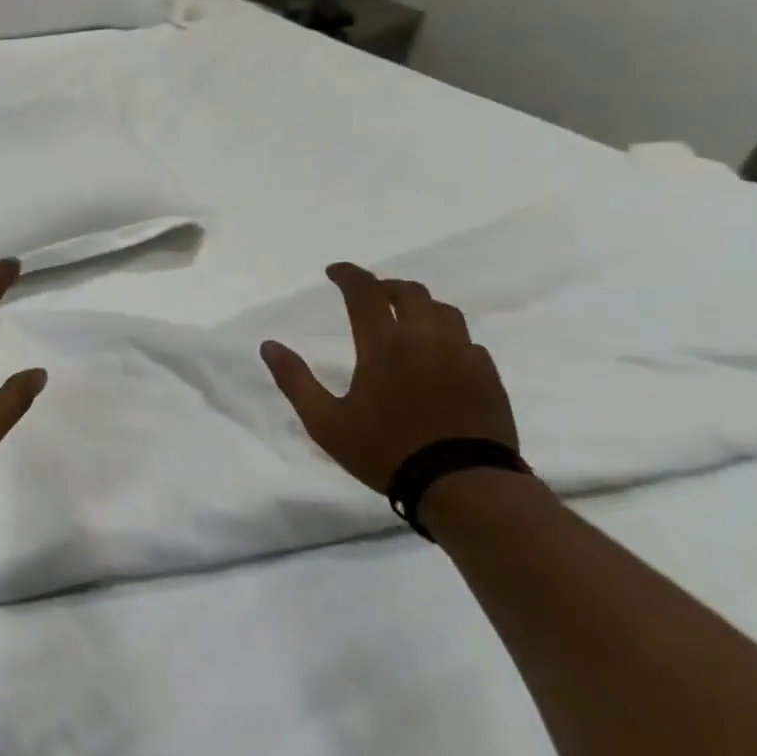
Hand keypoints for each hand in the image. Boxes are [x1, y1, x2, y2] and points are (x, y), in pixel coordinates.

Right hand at [259, 262, 516, 492]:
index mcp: (384, 344)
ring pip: (443, 311)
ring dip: (419, 307)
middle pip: (409, 292)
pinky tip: (438, 356)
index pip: (365, 291)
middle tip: (369, 296)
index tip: (334, 271)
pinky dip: (446, 336)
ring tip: (405, 320)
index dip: (348, 274)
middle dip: (385, 286)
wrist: (463, 485)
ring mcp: (463, 355)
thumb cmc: (386, 451)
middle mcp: (426, 338)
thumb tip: (268, 346)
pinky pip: (467, 341)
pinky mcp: (488, 375)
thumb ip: (295, 380)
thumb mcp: (326, 423)